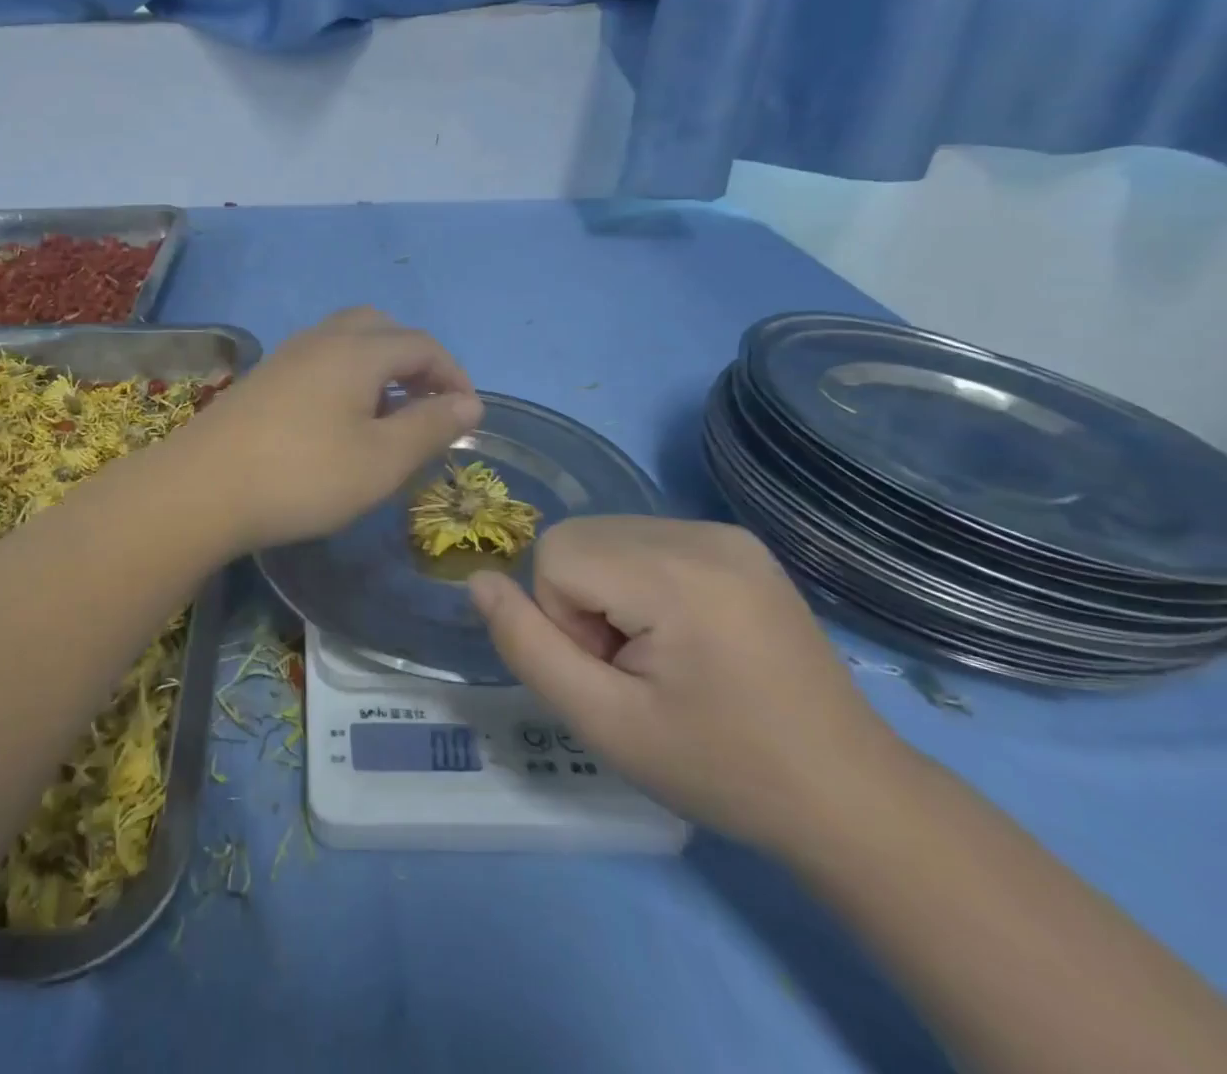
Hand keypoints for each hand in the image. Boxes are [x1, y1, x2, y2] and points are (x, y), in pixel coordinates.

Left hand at [172, 307, 481, 553]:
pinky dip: (345, 376)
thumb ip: (430, 426)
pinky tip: (338, 420)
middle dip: (413, 360)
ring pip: (345, 341)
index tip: (467, 416)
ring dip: (377, 366)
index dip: (453, 375)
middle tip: (425, 404)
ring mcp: (285, 356)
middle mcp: (321, 339)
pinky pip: (318, 360)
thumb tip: (469, 403)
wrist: (201, 488)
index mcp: (358, 350)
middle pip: (381, 328)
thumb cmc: (303, 475)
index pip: (421, 345)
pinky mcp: (262, 379)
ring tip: (386, 414)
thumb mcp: (381, 460)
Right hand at [469, 516, 906, 853]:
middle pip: (578, 539)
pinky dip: (639, 581)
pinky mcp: (737, 542)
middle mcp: (702, 532)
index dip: (564, 619)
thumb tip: (478, 580)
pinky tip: (685, 633)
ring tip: (663, 655)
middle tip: (638, 669)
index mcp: (676, 573)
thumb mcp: (604, 724)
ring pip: (605, 536)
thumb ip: (526, 646)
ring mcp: (725, 532)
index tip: (616, 673)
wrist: (848, 794)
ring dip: (608, 592)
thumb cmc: (720, 768)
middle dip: (583, 603)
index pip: (555, 555)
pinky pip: (643, 540)